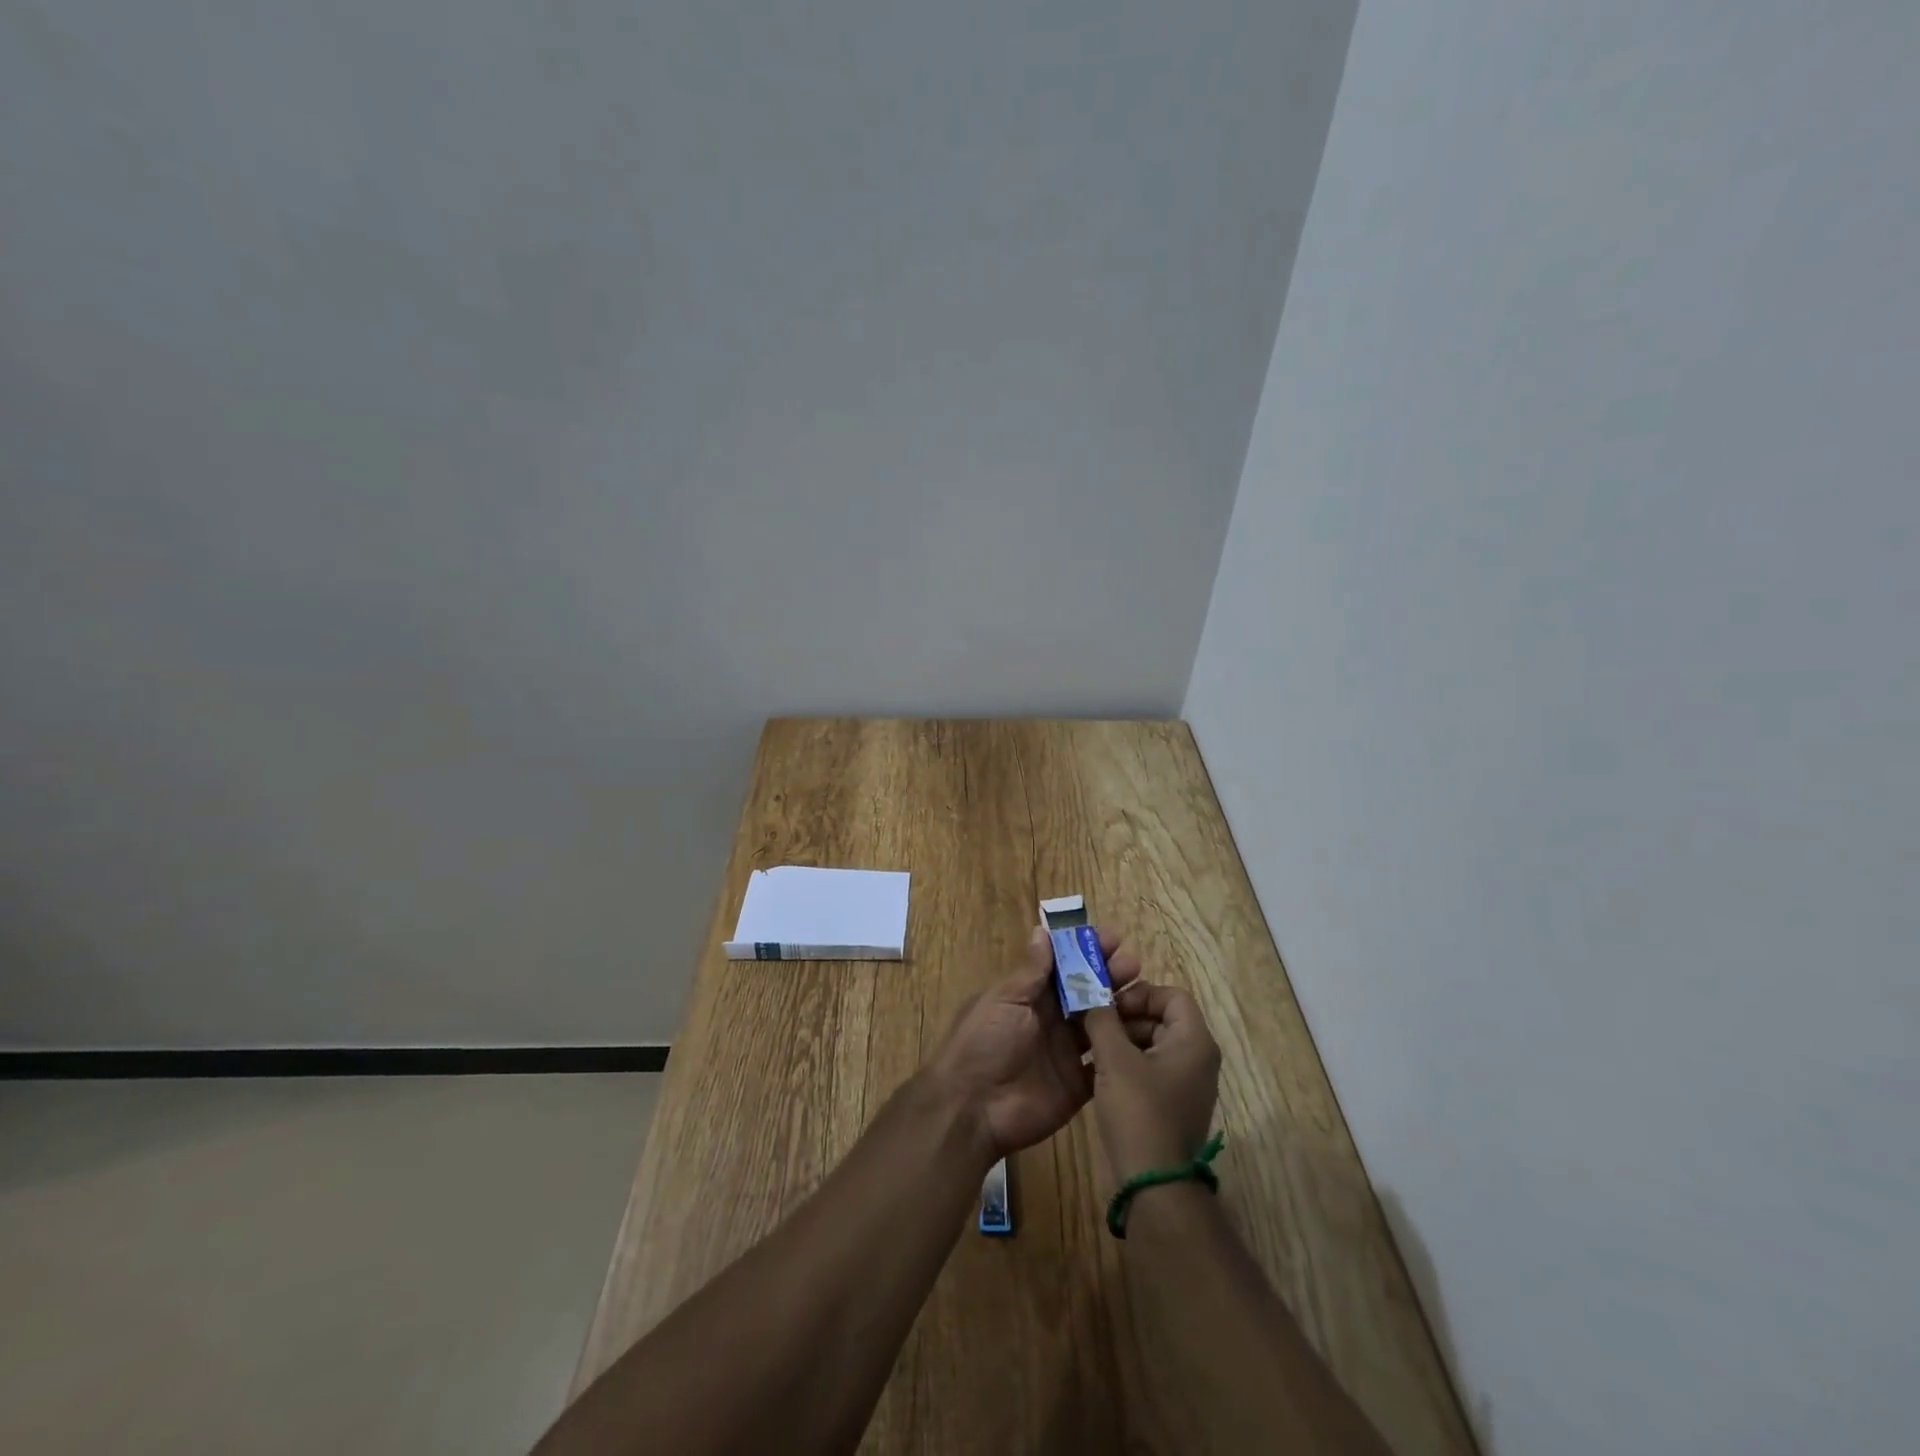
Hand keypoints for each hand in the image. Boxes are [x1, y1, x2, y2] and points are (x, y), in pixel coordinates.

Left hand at [929, 926, 1141, 1161]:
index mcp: (1029, 997)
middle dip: (1109, 976)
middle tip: (1134, 963)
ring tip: (1146, 992)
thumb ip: (1031, 971)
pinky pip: (1106, 1063)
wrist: (973, 1109)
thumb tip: (1043, 930)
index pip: (1064, 968)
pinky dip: (1123, 1049)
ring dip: (1121, 1008)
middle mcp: (1051, 1021)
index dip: (1086, 952)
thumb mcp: (1004, 1000)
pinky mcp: (1078, 1085)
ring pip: (1100, 1024)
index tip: (1113, 938)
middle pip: (1085, 993)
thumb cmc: (983, 1043)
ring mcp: (1066, 1053)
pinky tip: (1147, 1034)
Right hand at [1082, 981, 1221, 1181]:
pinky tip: (1099, 1073)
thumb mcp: (1114, 1059)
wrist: (1154, 1184)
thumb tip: (1089, 992)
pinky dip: (1127, 1063)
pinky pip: (1151, 1068)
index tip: (1109, 1006)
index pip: (1171, 995)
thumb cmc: (1139, 1112)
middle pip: (1161, 1017)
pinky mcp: (1174, 1103)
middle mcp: (1198, 1058)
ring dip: (1122, 1040)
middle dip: (1125, 1017)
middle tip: (1093, 1024)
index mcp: (1194, 1041)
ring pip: (1153, 1043)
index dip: (1140, 993)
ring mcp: (1187, 1083)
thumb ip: (1101, 1019)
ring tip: (1090, 1048)